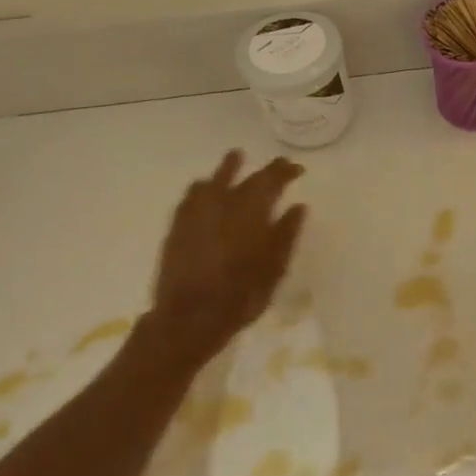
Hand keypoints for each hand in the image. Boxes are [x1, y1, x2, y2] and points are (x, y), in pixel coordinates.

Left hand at [144, 151, 306, 359]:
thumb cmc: (241, 295)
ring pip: (213, 180)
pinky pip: (191, 196)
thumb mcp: (275, 268)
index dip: (284, 171)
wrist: (189, 318)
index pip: (271, 180)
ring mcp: (196, 214)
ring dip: (227, 168)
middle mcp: (222, 204)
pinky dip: (202, 187)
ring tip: (236, 157)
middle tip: (277, 165)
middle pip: (245, 177)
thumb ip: (286, 233)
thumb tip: (298, 206)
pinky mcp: (177, 227)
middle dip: (264, 170)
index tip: (297, 169)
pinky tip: (203, 188)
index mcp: (251, 212)